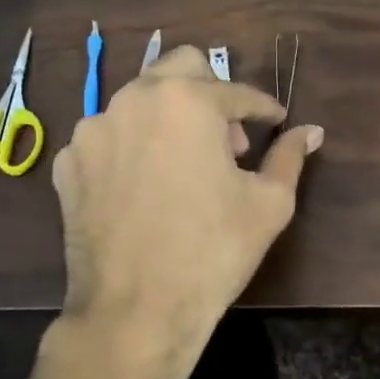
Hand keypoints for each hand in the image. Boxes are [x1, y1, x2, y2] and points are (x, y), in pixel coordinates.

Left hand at [51, 45, 322, 378]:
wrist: (135, 311)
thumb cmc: (213, 252)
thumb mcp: (269, 204)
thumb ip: (290, 156)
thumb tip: (310, 131)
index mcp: (188, 101)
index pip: (238, 92)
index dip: (264, 108)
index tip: (275, 121)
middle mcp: (134, 100)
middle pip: (179, 67)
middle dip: (211, 93)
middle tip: (227, 139)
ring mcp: (93, 130)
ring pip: (139, 100)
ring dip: (169, 119)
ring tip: (185, 166)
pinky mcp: (68, 163)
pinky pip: (108, 137)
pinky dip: (132, 148)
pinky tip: (145, 187)